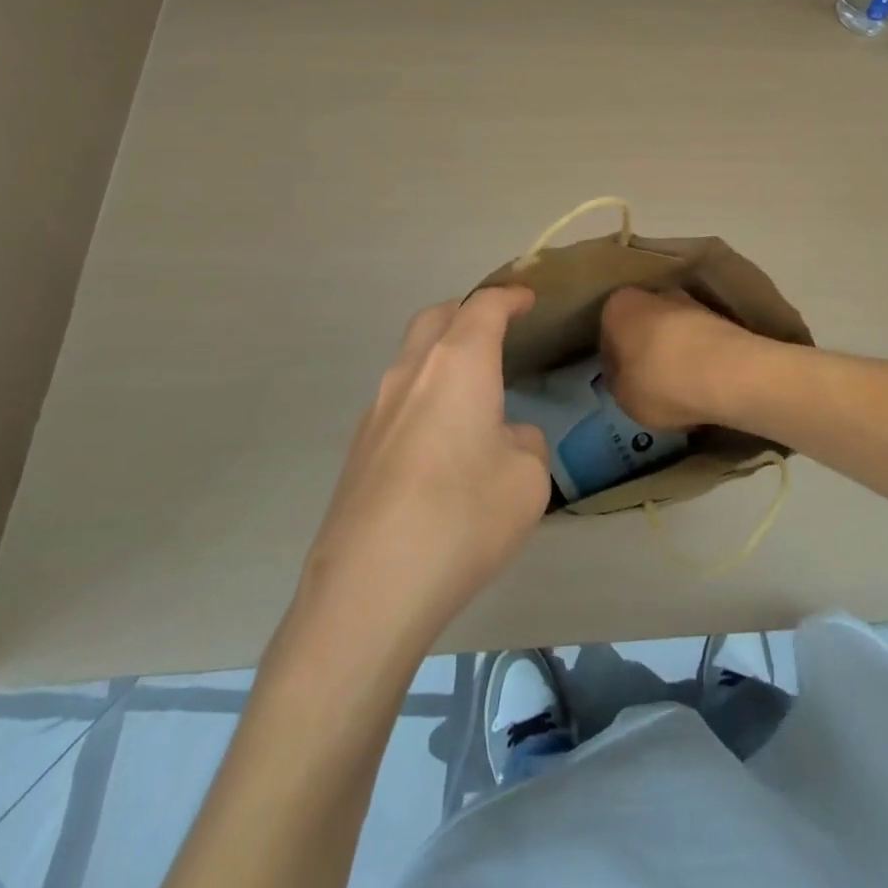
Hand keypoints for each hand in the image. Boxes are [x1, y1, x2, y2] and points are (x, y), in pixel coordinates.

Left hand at [293, 287, 547, 655]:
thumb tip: (506, 437)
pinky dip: (425, 396)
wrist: (369, 590)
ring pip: (411, 358)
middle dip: (467, 313)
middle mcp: (411, 373)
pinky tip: (442, 442)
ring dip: (442, 356)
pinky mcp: (359, 449)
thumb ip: (525, 442)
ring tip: (473, 389)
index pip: (484, 307)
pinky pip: (399, 400)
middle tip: (496, 329)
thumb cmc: (463, 517)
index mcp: (458, 364)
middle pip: (436, 318)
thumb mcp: (528, 478)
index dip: (509, 297)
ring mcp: (376, 410)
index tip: (528, 298)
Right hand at [599, 287, 757, 432]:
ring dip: (675, 352)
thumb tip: (624, 374)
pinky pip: (701, 341)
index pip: (607, 334)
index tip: (622, 382)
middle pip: (643, 325)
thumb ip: (617, 381)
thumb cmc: (659, 381)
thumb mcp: (622, 396)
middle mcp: (653, 294)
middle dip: (645, 349)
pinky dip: (700, 357)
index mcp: (618, 306)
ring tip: (682, 387)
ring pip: (674, 331)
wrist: (727, 372)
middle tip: (650, 383)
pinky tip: (704, 383)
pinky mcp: (722, 317)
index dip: (613, 361)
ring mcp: (691, 302)